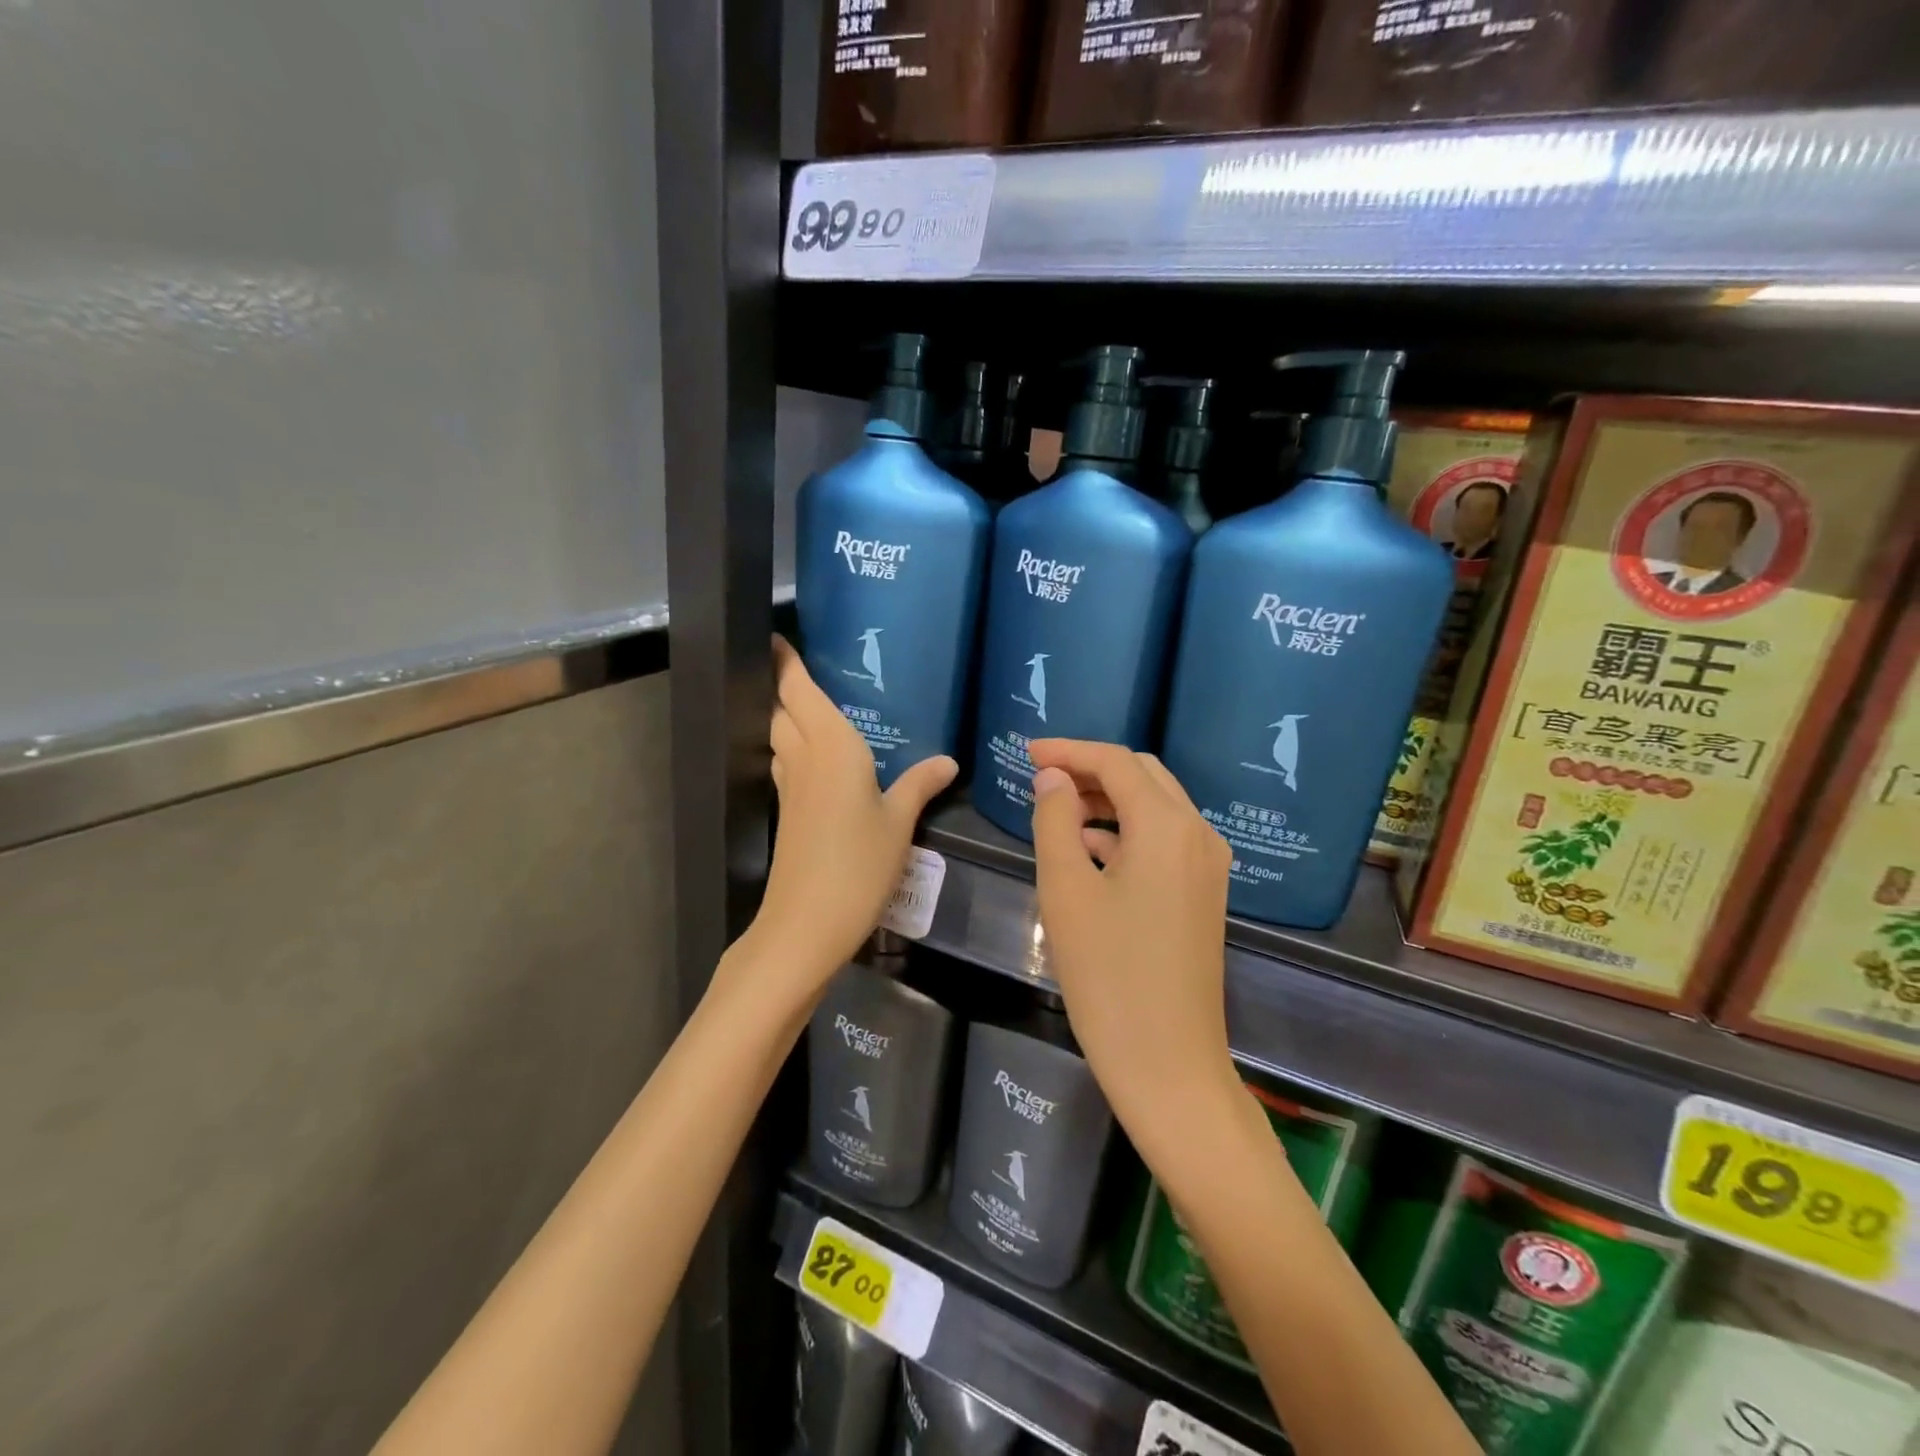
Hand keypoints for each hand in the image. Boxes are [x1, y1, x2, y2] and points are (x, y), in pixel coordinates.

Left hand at [744, 638, 955, 999]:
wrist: (806, 922)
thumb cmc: (858, 863)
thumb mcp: (899, 822)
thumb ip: (919, 784)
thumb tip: (948, 761)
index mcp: (831, 746)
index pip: (798, 690)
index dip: (784, 662)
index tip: (775, 636)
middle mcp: (803, 756)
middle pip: (782, 709)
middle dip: (784, 684)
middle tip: (801, 664)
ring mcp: (789, 786)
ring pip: (779, 735)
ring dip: (786, 714)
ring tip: (811, 703)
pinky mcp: (786, 811)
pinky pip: (786, 762)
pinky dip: (794, 746)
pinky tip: (818, 758)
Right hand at [1028, 740, 1241, 1163]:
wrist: (1168, 1063)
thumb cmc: (1108, 974)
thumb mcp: (1066, 890)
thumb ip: (1056, 820)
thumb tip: (1054, 778)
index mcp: (1167, 826)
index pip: (1116, 762)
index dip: (1069, 750)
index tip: (1026, 751)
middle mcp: (1198, 834)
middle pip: (1143, 775)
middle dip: (1091, 768)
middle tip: (1041, 775)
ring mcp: (1208, 866)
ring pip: (1156, 806)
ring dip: (1109, 798)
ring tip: (1057, 809)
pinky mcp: (1205, 893)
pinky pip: (1164, 840)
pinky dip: (1126, 830)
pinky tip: (1089, 847)